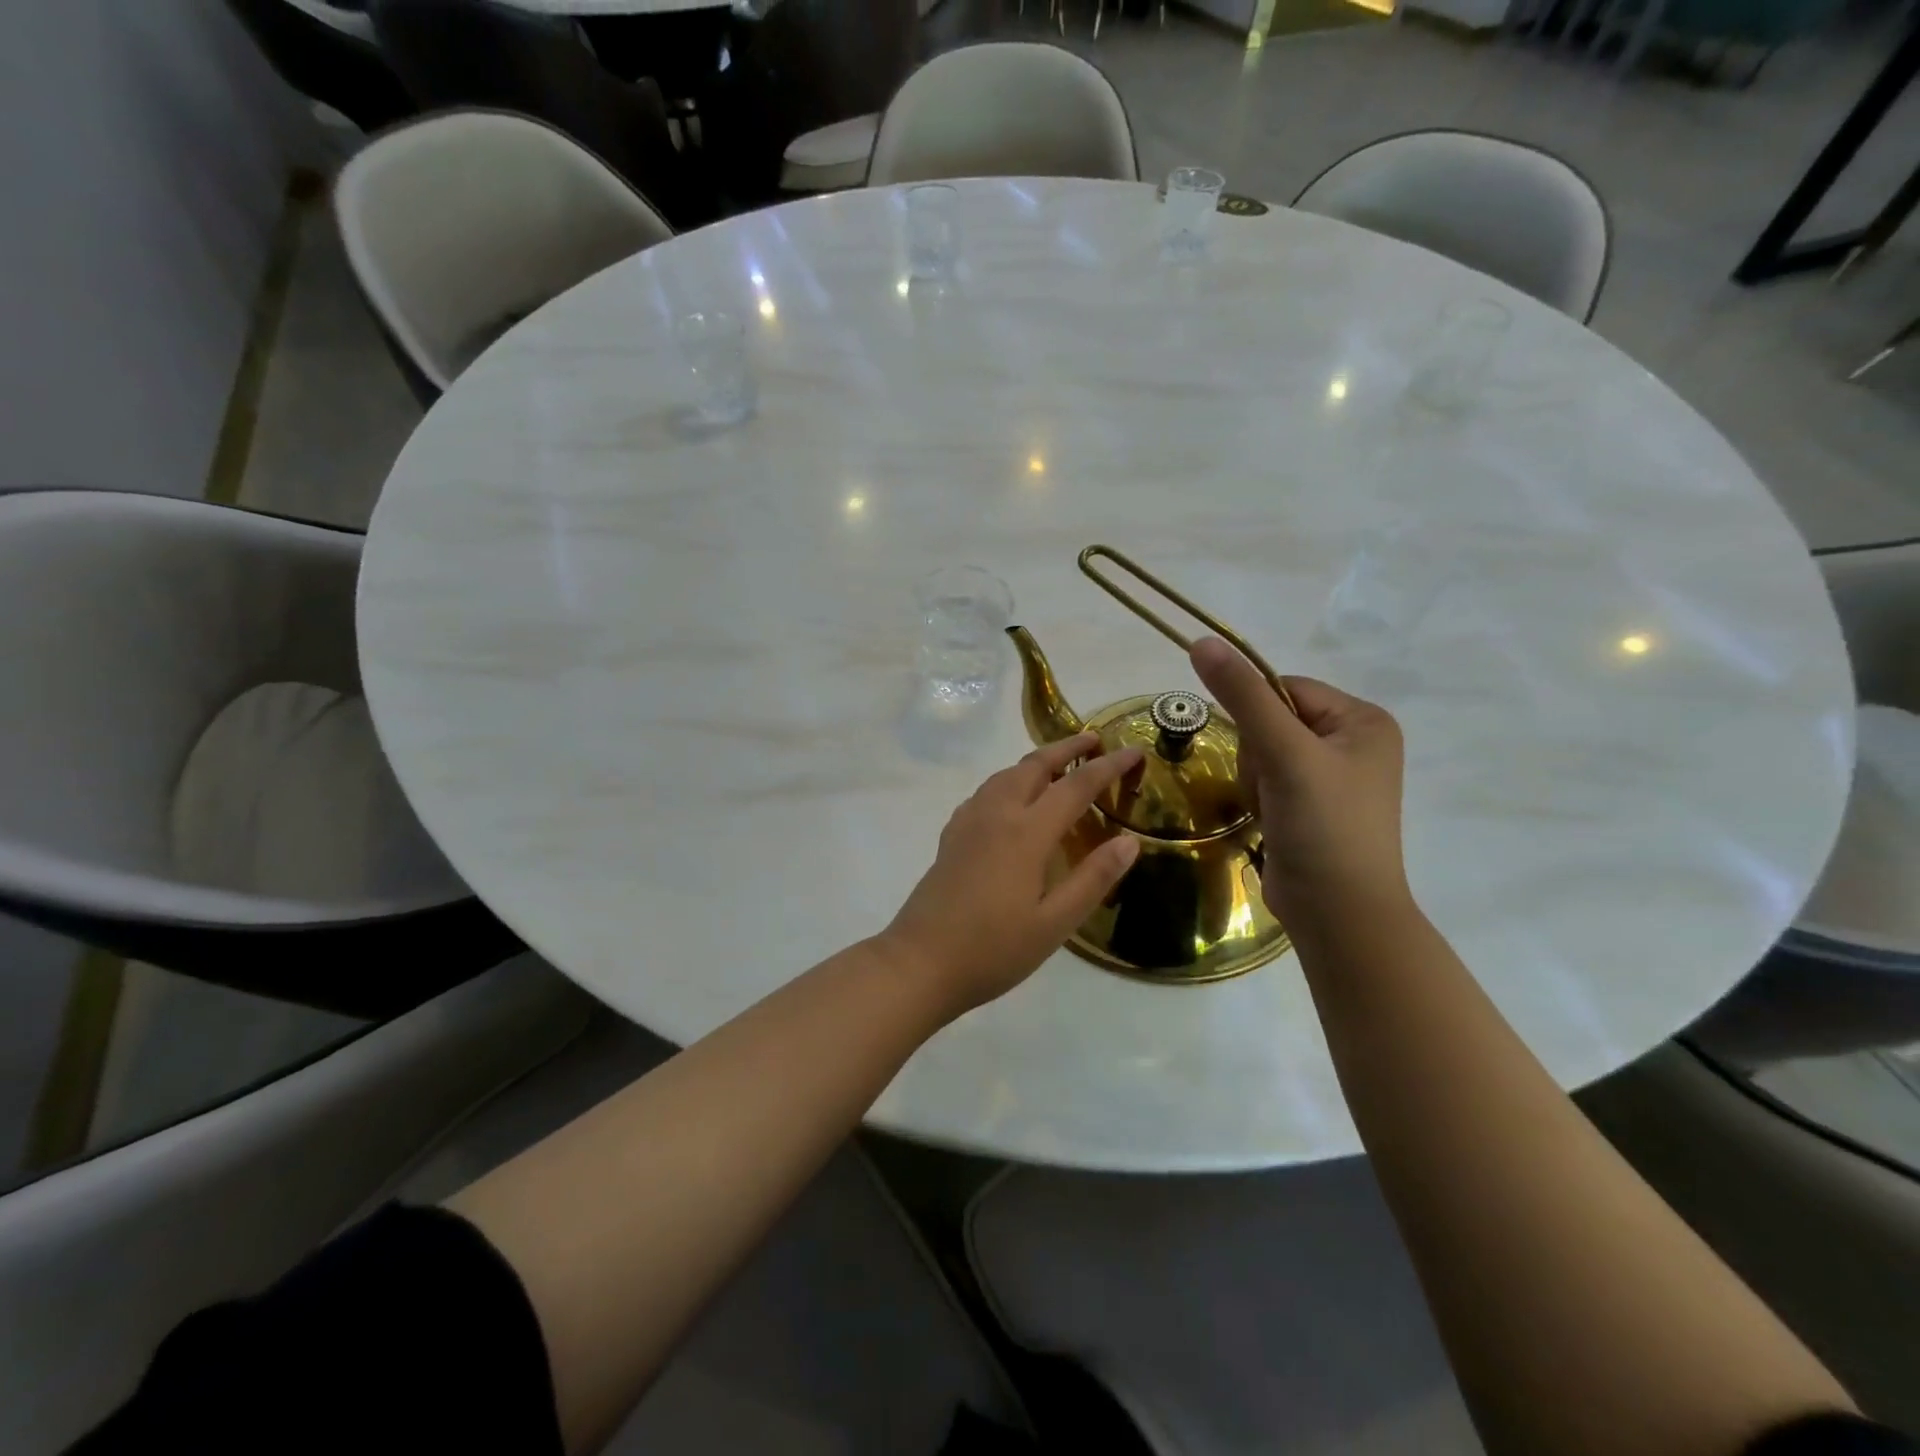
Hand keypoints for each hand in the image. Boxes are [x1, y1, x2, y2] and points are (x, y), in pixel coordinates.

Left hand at [880, 734, 1142, 1014]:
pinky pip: (986, 791)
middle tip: (1095, 740)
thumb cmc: (993, 949)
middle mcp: (997, 814)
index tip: (1134, 751)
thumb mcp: (1054, 923)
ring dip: (1036, 760)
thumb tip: (1129, 841)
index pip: (1076, 786)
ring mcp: (968, 822)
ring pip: (1006, 774)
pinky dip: (1009, 779)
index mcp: (1026, 832)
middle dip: (1067, 747)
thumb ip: (1093, 878)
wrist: (920, 962)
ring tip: (1058, 763)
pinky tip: (1012, 798)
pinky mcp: (952, 836)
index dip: (1108, 766)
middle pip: (1034, 765)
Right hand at [1189, 637, 1409, 930]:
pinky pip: (1268, 781)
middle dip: (1258, 756)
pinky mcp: (1312, 807)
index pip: (1285, 688)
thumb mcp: (1284, 753)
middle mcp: (1354, 743)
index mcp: (1364, 720)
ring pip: (1263, 753)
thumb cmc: (1324, 826)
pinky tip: (1271, 823)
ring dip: (1255, 780)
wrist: (1338, 914)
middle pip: (1272, 721)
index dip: (1257, 715)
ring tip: (1272, 811)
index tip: (1261, 754)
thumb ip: (1243, 696)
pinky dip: (1260, 799)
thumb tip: (1202, 642)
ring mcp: (1333, 777)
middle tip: (1272, 790)